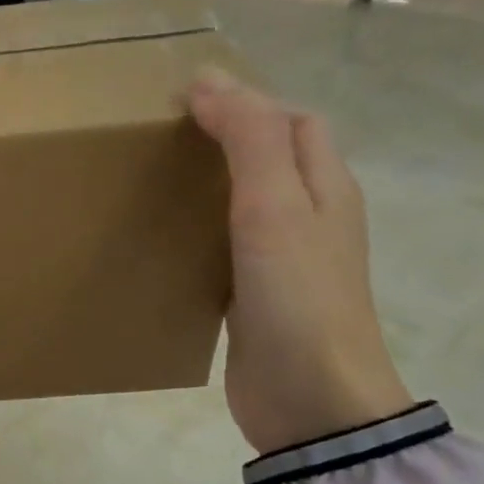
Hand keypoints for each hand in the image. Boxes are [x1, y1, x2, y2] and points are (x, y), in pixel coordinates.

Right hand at [186, 75, 412, 455]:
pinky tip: (168, 240)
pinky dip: (203, 231)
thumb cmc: (297, 298)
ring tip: (157, 180)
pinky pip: (231, 247)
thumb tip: (209, 81)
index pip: (291, 120)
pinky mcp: (259, 298)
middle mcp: (312, 218)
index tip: (181, 101)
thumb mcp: (274, 207)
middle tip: (164, 139)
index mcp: (326, 187)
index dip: (244, 100)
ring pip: (250, 202)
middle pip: (274, 158)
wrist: (311, 402)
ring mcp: (287, 262)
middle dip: (228, 137)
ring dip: (212, 184)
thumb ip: (248, 140)